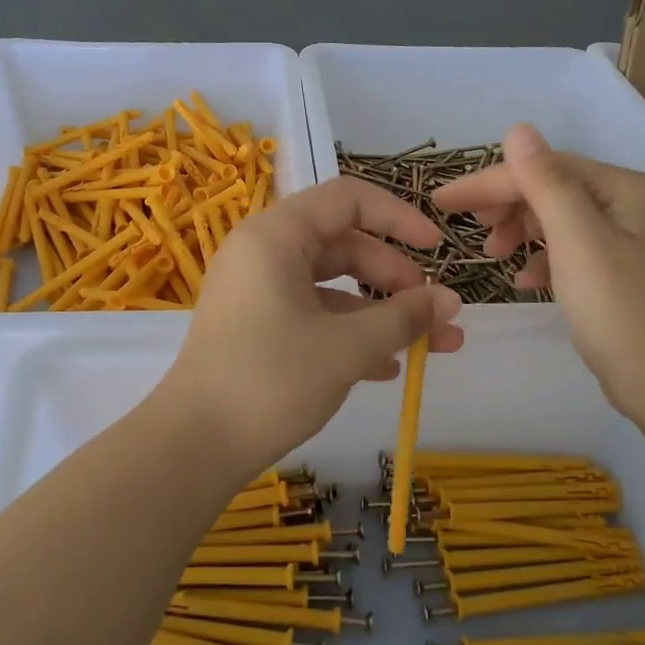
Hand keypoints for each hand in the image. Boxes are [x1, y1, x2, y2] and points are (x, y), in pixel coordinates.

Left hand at [158, 176, 463, 476]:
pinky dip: (350, 335)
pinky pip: (313, 316)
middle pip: (344, 245)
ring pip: (332, 287)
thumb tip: (450, 300)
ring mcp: (257, 292)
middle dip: (396, 279)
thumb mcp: (346, 347)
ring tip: (432, 346)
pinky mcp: (256, 328)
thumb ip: (403, 318)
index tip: (438, 248)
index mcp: (276, 236)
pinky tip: (387, 369)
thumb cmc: (271, 380)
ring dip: (381, 314)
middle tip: (436, 313)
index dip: (399, 217)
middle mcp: (263, 254)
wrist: (195, 445)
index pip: (347, 199)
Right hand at [431, 123, 644, 420]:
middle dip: (507, 205)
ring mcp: (629, 240)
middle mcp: (631, 205)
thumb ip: (545, 183)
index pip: (546, 168)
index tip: (444, 202)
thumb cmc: (620, 309)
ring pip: (559, 220)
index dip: (491, 182)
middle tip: (469, 230)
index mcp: (625, 188)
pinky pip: (570, 251)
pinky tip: (525, 281)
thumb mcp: (577, 241)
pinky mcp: (621, 274)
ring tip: (493, 257)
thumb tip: (517, 129)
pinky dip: (542, 260)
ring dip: (521, 232)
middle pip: (553, 189)